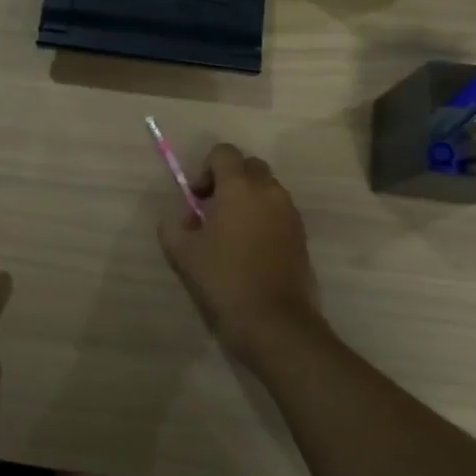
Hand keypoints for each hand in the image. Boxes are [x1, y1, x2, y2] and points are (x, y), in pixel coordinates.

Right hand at [157, 144, 329, 371]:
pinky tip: (248, 251)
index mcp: (239, 187)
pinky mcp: (301, 236)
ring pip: (266, 189)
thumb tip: (184, 214)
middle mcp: (269, 192)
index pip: (224, 152)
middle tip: (212, 211)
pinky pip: (278, 212)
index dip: (205, 169)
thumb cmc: (223, 280)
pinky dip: (262, 219)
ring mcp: (290, 213)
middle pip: (249, 167)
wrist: (273, 322)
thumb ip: (174, 222)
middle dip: (229, 180)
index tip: (196, 199)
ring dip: (247, 200)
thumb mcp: (181, 251)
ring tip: (230, 234)